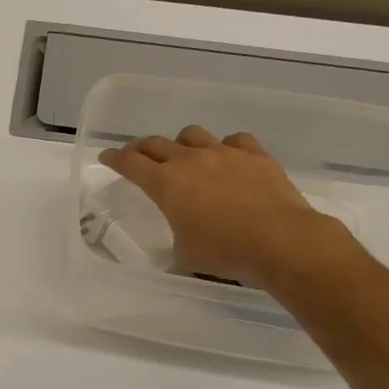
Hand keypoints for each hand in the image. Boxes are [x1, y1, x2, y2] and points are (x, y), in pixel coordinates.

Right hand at [99, 126, 358, 288]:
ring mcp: (224, 153)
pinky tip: (228, 159)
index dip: (114, 159)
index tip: (107, 158)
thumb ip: (175, 239)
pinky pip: (234, 140)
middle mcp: (190, 160)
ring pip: (192, 134)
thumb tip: (179, 241)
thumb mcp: (184, 254)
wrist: (282, 241)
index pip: (129, 163)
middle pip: (156, 143)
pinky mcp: (255, 155)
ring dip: (182, 143)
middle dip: (141, 149)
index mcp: (165, 183)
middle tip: (138, 157)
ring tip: (184, 155)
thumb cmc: (224, 251)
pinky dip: (225, 147)